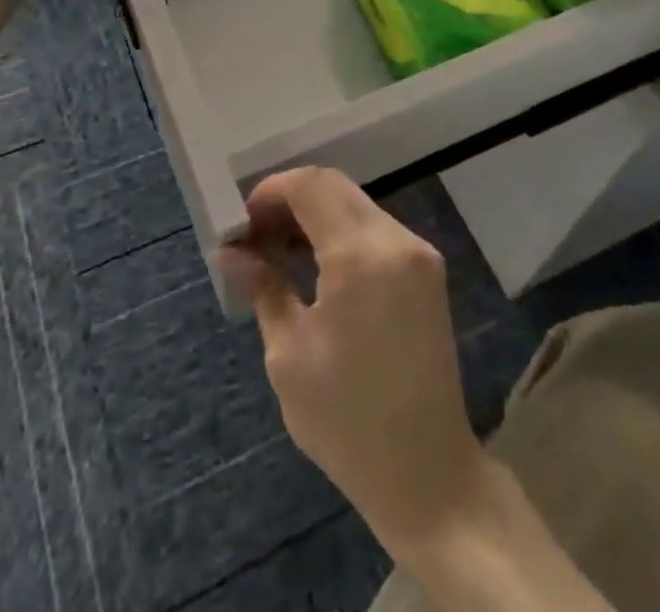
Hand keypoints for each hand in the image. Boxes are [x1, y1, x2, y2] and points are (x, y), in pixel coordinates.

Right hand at [219, 168, 487, 553]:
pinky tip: (314, 264)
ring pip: (356, 205)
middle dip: (290, 200)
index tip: (241, 222)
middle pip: (334, 187)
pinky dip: (340, 233)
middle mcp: (396, 240)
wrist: (429, 473)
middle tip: (255, 235)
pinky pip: (375, 230)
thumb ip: (263, 288)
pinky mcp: (427, 271)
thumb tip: (230, 253)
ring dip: (315, 215)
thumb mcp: (289, 355)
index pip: (310, 186)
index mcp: (361, 256)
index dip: (270, 192)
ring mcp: (418, 253)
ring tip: (277, 251)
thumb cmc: (348, 420)